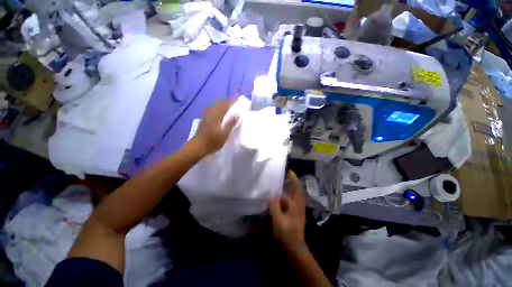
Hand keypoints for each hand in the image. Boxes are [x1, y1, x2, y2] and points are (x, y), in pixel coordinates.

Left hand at [195, 99, 238, 154]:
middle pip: (220, 103)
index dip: (233, 101)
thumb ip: (231, 124)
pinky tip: (220, 111)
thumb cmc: (213, 141)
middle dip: (228, 101)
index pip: (226, 105)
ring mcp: (206, 115)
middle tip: (235, 102)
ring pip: (215, 105)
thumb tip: (238, 115)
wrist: (198, 146)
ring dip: (223, 103)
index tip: (239, 100)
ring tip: (229, 105)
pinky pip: (212, 108)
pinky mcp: (204, 118)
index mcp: (216, 116)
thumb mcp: (224, 134)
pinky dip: (218, 107)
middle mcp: (211, 112)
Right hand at [270, 171, 306, 250]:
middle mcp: (298, 205)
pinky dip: (282, 199)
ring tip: (274, 188)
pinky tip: (275, 200)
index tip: (289, 171)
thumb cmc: (286, 233)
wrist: (294, 248)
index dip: (294, 179)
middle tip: (279, 179)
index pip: (298, 188)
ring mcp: (296, 210)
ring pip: (290, 197)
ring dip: (284, 192)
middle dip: (288, 184)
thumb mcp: (278, 219)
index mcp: (297, 205)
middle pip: (294, 191)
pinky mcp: (293, 214)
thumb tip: (271, 192)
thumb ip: (274, 205)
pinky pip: (288, 203)